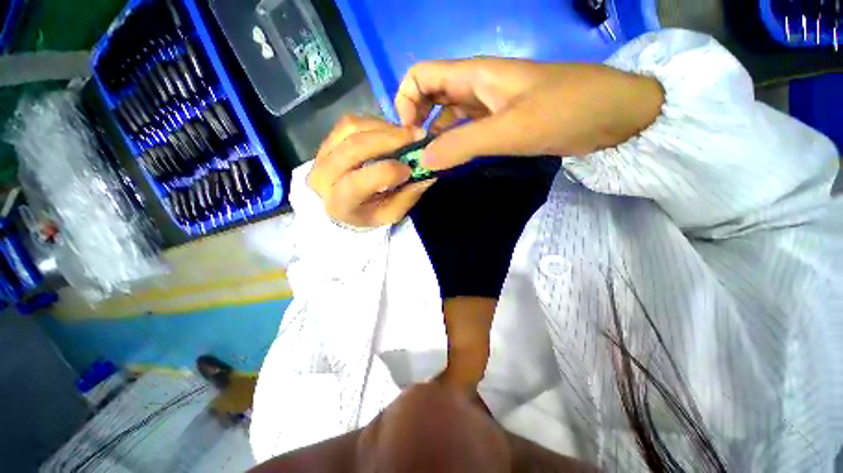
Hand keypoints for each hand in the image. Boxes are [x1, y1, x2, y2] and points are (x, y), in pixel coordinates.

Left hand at [308, 115, 435, 227]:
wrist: (341, 206)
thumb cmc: (368, 214)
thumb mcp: (390, 214)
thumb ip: (408, 196)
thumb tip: (428, 172)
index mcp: (338, 203)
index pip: (358, 183)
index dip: (387, 172)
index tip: (410, 168)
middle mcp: (321, 177)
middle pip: (354, 147)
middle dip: (390, 138)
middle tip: (418, 136)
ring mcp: (320, 154)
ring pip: (351, 128)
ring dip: (384, 127)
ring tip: (406, 134)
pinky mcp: (326, 140)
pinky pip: (350, 122)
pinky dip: (374, 123)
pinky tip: (390, 131)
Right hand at [395, 58, 663, 169]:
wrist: (612, 115)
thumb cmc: (564, 111)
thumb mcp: (509, 129)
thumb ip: (462, 144)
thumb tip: (425, 159)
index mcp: (474, 76)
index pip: (421, 76)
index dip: (406, 101)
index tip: (411, 135)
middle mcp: (476, 87)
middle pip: (431, 97)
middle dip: (417, 122)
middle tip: (418, 156)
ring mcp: (488, 106)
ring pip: (448, 117)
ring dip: (435, 138)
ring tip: (431, 165)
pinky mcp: (500, 123)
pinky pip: (466, 131)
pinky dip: (454, 145)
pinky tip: (453, 162)